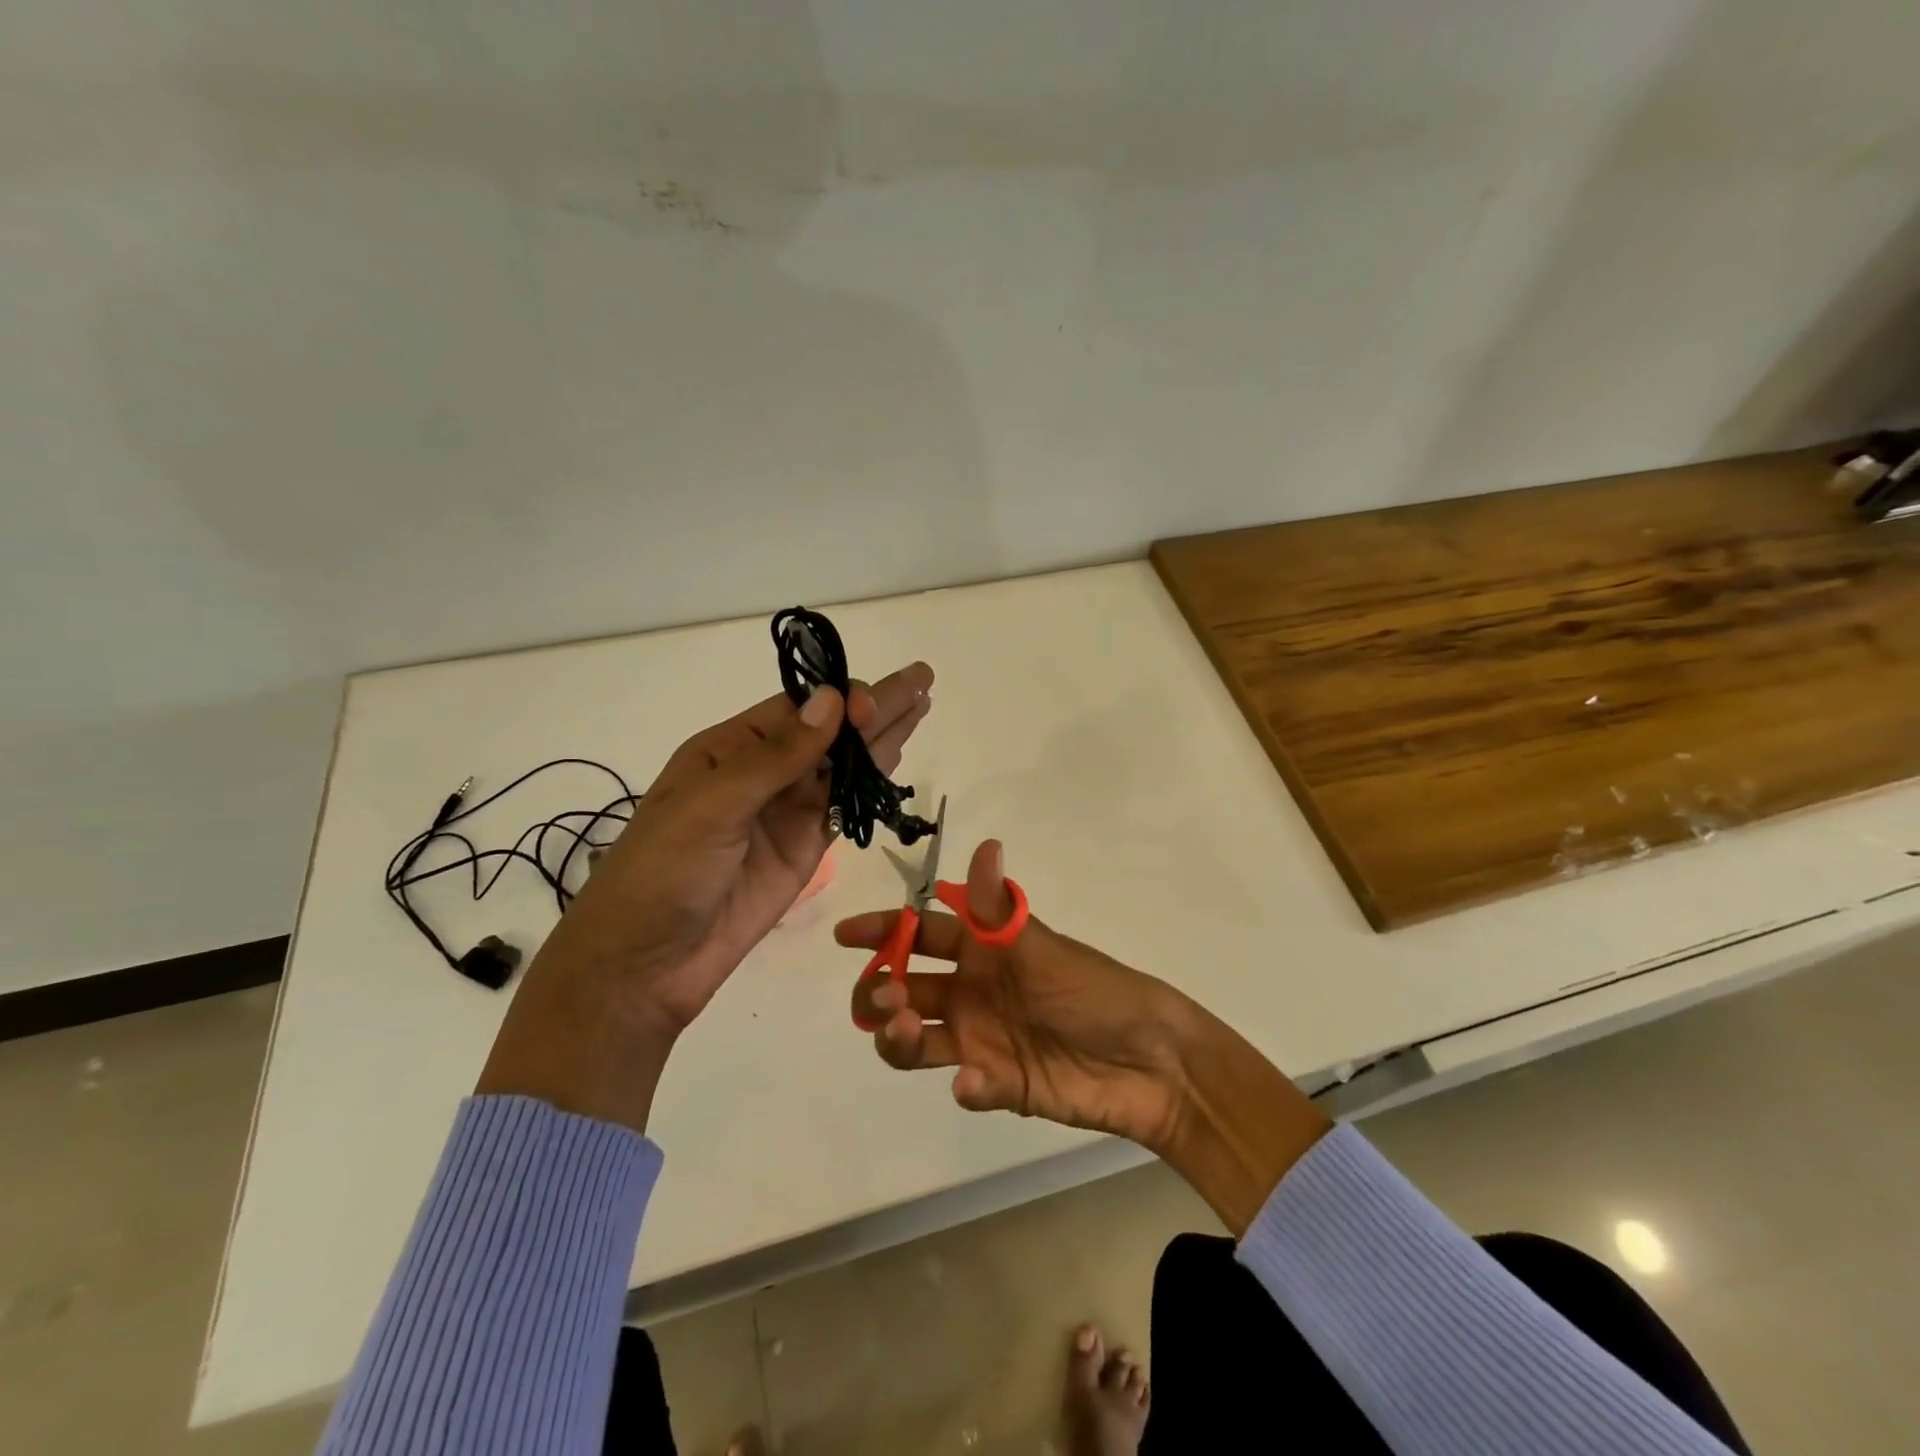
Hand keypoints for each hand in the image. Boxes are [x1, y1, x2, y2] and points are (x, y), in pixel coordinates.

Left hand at [478, 660, 934, 1131]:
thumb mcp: (712, 805)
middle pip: (829, 732)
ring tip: (922, 704)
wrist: (646, 965)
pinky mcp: (805, 849)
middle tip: (923, 678)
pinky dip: (872, 783)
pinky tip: (897, 755)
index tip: (878, 698)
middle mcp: (762, 774)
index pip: (796, 710)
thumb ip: (778, 756)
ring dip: (883, 737)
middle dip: (875, 706)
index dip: (840, 700)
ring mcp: (786, 812)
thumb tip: (833, 699)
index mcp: (728, 750)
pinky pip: (845, 807)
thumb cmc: (663, 872)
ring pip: (844, 766)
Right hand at [836, 836, 1332, 1233]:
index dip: (882, 932)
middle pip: (904, 988)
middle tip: (885, 998)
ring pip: (917, 1038)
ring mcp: (982, 1039)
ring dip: (899, 1037)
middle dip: (880, 991)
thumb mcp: (1042, 947)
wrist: (1150, 1061)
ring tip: (907, 1033)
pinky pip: (963, 1083)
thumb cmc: (1094, 991)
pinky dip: (963, 1083)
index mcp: (982, 950)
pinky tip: (979, 1081)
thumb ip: (1001, 908)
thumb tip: (985, 843)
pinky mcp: (998, 1084)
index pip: (919, 935)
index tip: (845, 936)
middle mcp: (973, 991)